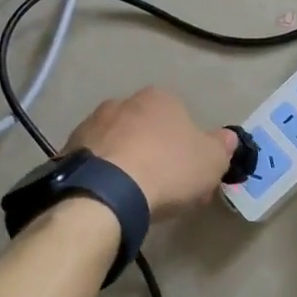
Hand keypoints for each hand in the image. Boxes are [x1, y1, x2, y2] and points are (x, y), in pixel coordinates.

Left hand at [64, 87, 237, 218]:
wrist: (107, 191)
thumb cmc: (167, 168)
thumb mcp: (211, 161)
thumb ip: (222, 146)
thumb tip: (227, 137)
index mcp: (159, 98)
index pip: (180, 118)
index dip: (189, 148)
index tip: (192, 175)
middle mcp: (122, 102)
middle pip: (147, 129)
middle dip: (157, 153)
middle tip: (167, 189)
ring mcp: (91, 124)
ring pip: (119, 144)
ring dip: (129, 163)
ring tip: (136, 198)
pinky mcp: (69, 149)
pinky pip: (96, 162)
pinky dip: (105, 176)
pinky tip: (112, 198)